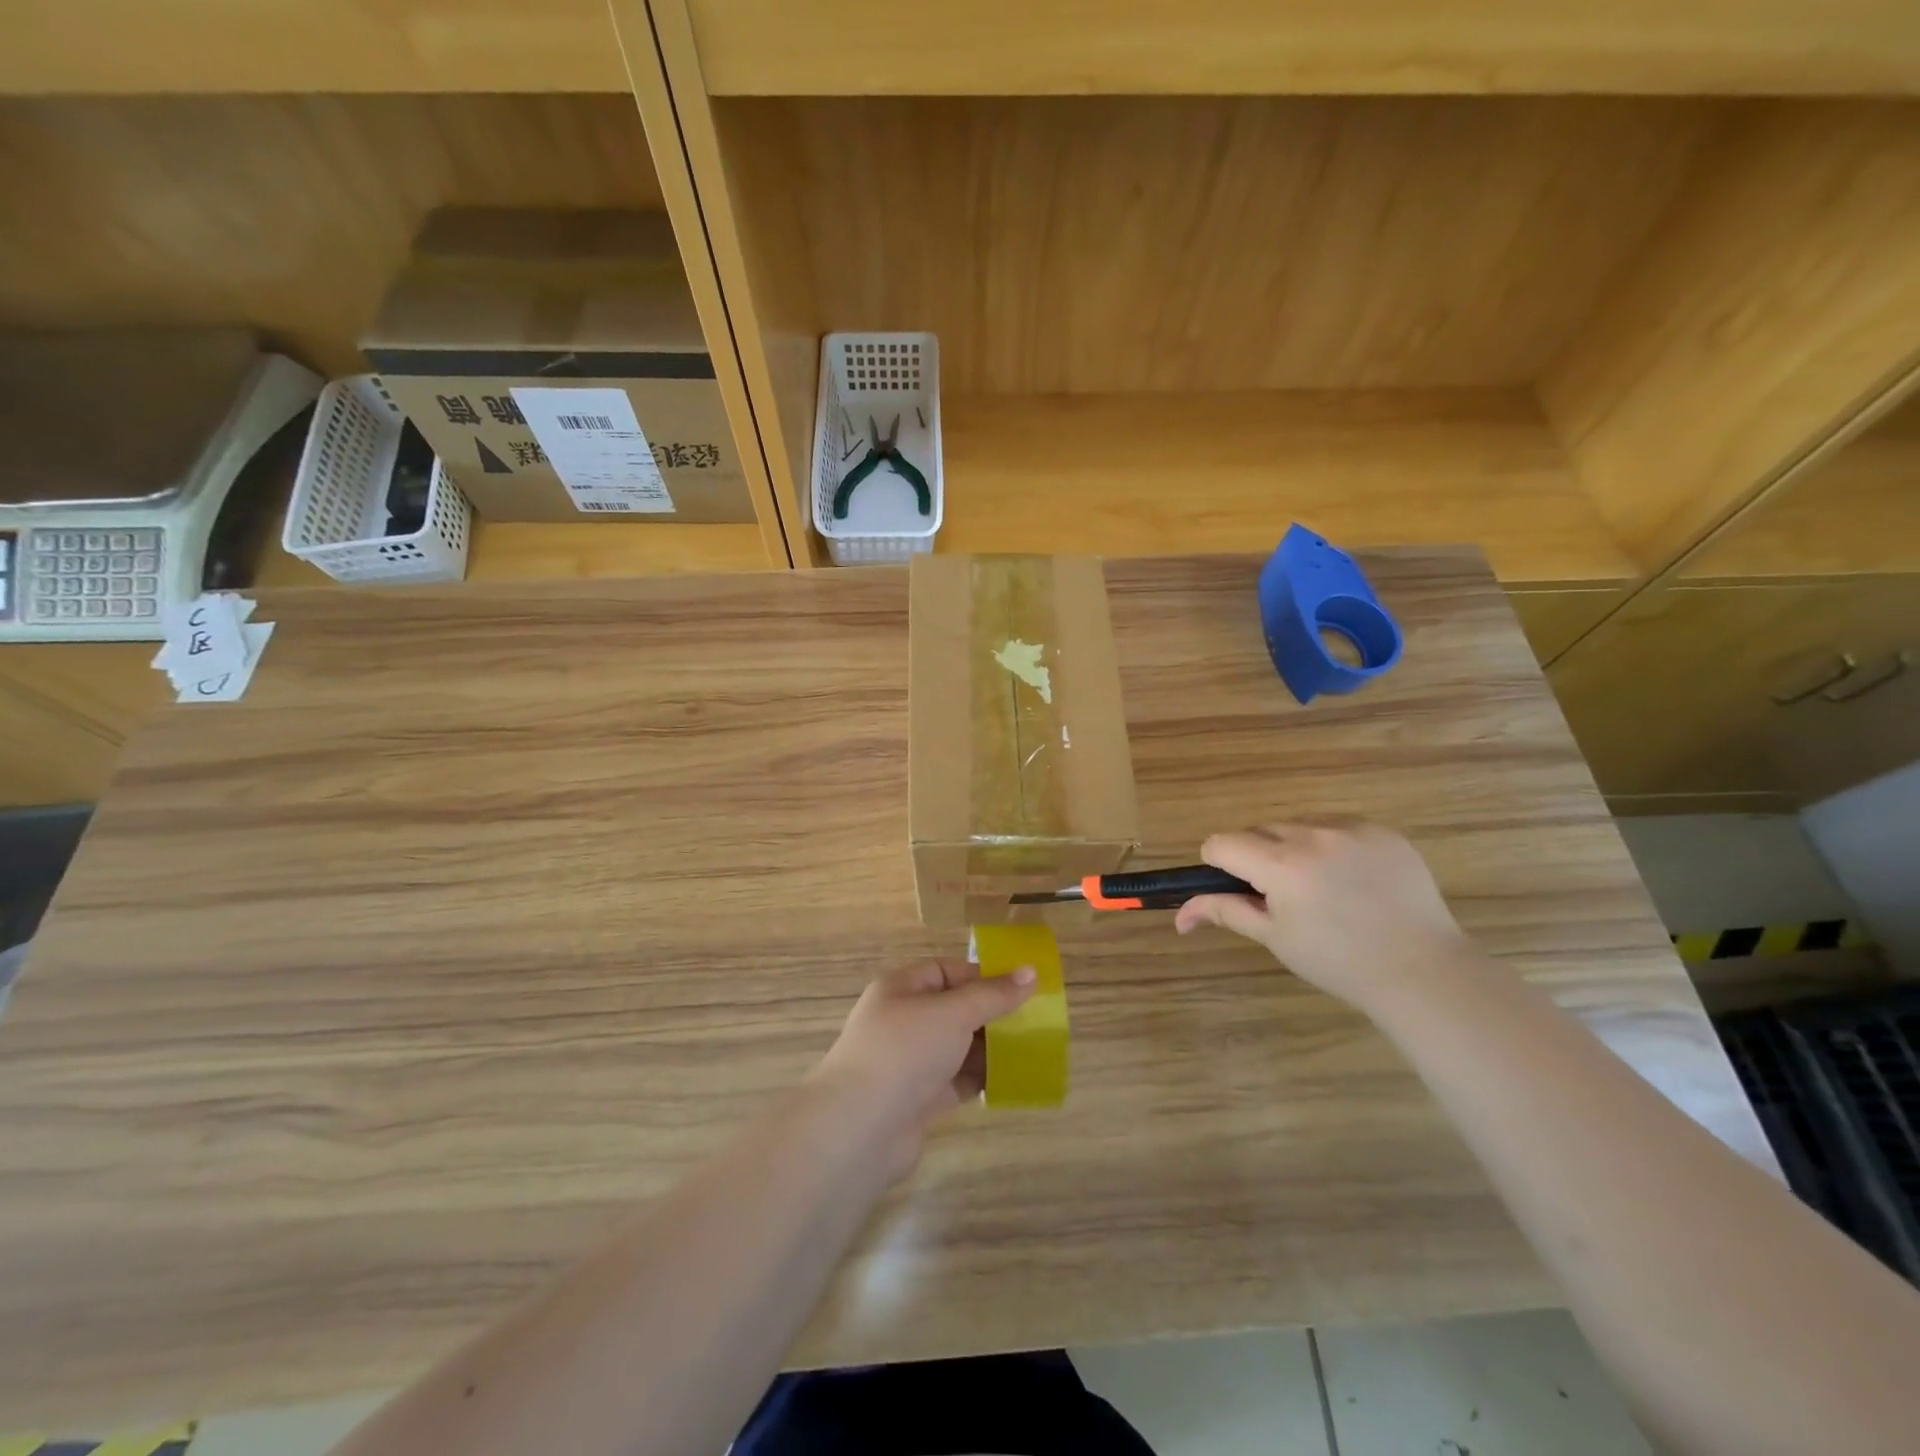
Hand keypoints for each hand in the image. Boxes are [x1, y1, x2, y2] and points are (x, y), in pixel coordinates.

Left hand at [811, 959, 1035, 1170]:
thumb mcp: (953, 1013)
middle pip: (953, 1010)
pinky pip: (956, 1082)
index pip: (945, 971)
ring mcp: (909, 1063)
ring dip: (989, 1049)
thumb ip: (993, 995)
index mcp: (901, 989)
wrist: (860, 1128)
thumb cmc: (905, 1051)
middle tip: (1034, 1020)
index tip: (1020, 987)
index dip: (981, 976)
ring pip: (957, 1048)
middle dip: (990, 1014)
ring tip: (1031, 1050)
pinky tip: (1011, 1081)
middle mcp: (902, 1021)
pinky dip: (980, 1080)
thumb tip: (1030, 972)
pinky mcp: (918, 1100)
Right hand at [1174, 821, 1473, 1013]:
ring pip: (1298, 825)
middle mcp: (1312, 835)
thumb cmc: (1338, 961)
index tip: (1237, 889)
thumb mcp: (1275, 937)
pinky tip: (1352, 879)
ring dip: (1293, 846)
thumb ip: (1225, 911)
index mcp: (1280, 865)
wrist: (1422, 971)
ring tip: (1320, 886)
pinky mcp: (1383, 832)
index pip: (1222, 843)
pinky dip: (1332, 844)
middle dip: (1258, 856)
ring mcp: (1352, 829)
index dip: (1219, 865)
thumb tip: (1180, 915)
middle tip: (1281, 896)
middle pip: (1259, 831)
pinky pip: (1338, 826)